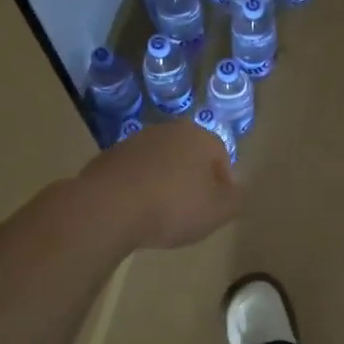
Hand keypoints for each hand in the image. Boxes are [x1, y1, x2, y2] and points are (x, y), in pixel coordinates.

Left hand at [79, 119, 238, 249]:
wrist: (108, 207)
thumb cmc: (173, 206)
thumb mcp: (219, 211)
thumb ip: (235, 200)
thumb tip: (235, 192)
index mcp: (199, 136)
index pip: (221, 155)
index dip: (224, 183)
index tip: (219, 206)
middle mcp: (167, 130)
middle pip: (189, 156)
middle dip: (194, 180)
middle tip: (193, 209)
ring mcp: (134, 142)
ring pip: (160, 163)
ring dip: (165, 183)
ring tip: (163, 213)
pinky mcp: (108, 158)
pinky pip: (135, 174)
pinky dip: (140, 188)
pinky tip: (137, 211)